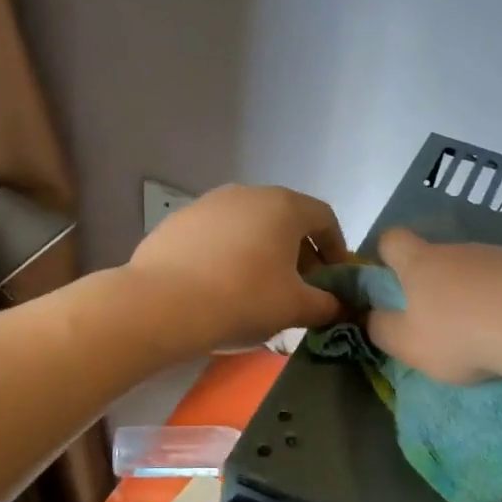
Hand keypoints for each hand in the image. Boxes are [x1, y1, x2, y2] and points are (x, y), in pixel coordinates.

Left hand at [127, 185, 348, 350]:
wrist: (163, 304)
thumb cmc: (243, 298)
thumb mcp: (295, 307)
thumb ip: (326, 305)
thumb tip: (338, 306)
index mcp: (284, 206)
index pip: (324, 218)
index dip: (337, 248)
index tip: (336, 278)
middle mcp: (248, 194)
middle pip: (286, 220)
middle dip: (300, 253)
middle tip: (301, 288)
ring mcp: (209, 204)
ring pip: (250, 226)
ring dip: (264, 252)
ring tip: (260, 288)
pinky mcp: (179, 221)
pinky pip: (218, 236)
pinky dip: (230, 255)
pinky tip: (221, 285)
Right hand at [366, 228, 501, 382]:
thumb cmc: (461, 335)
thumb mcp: (408, 344)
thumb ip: (382, 329)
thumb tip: (371, 317)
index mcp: (421, 263)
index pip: (392, 239)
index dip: (384, 255)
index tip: (387, 281)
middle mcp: (459, 250)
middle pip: (437, 257)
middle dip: (433, 285)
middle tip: (437, 324)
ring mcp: (500, 255)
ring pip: (475, 271)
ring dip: (472, 294)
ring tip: (482, 332)